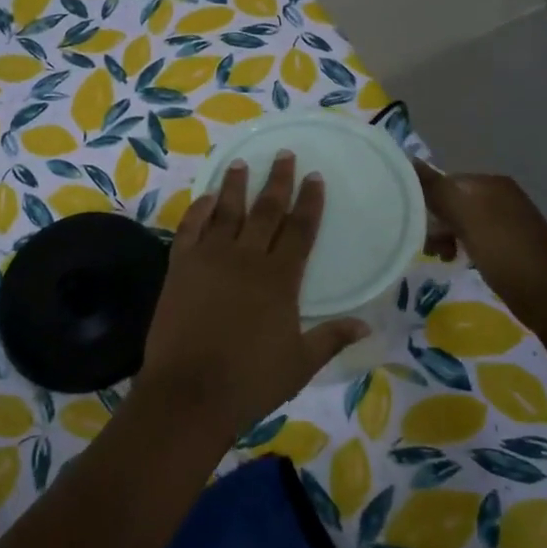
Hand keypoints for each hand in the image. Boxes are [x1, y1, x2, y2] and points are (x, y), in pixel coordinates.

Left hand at [140, 153, 367, 438]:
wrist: (190, 392)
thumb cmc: (251, 381)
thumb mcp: (300, 363)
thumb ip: (332, 337)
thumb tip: (367, 324)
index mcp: (280, 278)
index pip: (300, 229)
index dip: (310, 201)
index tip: (315, 177)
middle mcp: (247, 258)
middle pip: (266, 210)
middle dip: (278, 181)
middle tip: (284, 155)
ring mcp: (210, 259)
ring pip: (227, 211)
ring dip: (236, 186)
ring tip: (241, 163)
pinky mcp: (180, 267)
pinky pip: (190, 228)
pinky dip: (199, 209)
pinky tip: (206, 197)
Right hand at [414, 159, 546, 320]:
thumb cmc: (504, 252)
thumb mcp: (466, 217)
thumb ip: (437, 189)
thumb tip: (408, 161)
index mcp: (491, 183)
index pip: (444, 181)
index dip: (425, 201)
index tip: (414, 226)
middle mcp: (500, 196)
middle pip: (452, 202)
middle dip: (435, 222)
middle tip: (426, 247)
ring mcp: (507, 220)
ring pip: (462, 222)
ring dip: (446, 237)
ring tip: (442, 257)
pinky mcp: (509, 244)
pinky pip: (475, 238)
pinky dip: (462, 247)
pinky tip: (459, 262)